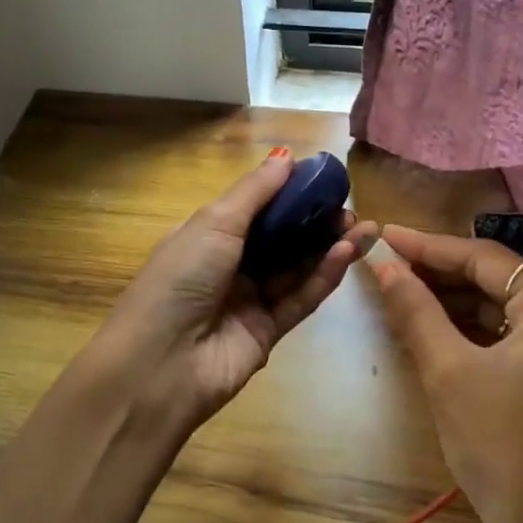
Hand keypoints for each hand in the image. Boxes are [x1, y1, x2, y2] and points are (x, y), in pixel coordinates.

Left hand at [84, 149, 380, 432]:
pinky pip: (299, 299)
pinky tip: (345, 254)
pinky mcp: (268, 332)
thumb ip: (255, 192)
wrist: (159, 365)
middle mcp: (228, 266)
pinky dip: (323, 277)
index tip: (325, 180)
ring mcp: (248, 301)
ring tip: (363, 228)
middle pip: (281, 239)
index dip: (289, 194)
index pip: (255, 209)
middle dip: (316, 222)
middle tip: (351, 208)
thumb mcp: (213, 224)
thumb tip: (286, 156)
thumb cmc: (180, 278)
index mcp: (206, 236)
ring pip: (296, 268)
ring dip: (328, 247)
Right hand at [372, 224, 522, 522]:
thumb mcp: (448, 372)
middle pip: (495, 279)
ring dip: (452, 301)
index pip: (483, 258)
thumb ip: (416, 310)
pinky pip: (509, 337)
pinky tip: (432, 329)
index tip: (383, 234)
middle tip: (386, 266)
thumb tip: (383, 265)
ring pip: (500, 308)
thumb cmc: (501, 447)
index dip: (428, 246)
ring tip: (400, 292)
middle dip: (439, 273)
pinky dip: (471, 330)